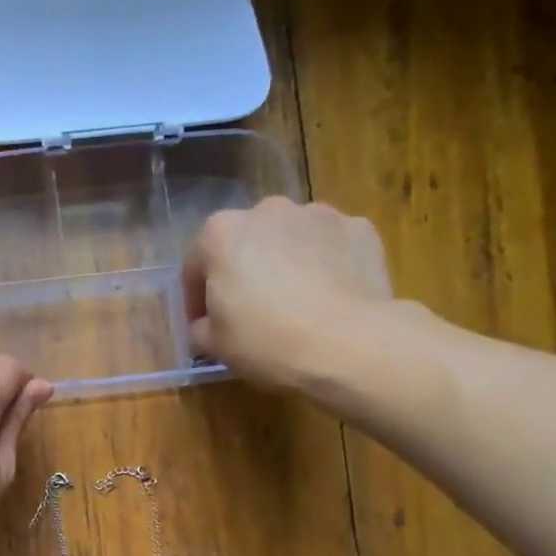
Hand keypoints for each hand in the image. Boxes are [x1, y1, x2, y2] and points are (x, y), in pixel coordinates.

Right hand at [182, 197, 395, 390]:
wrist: (348, 344)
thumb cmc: (266, 341)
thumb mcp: (214, 345)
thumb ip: (201, 327)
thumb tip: (208, 324)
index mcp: (221, 233)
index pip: (196, 264)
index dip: (196, 298)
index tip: (203, 325)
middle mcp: (267, 210)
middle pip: (246, 242)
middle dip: (244, 271)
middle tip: (250, 311)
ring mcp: (318, 214)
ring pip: (290, 240)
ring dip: (285, 264)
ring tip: (295, 304)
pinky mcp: (359, 228)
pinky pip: (330, 247)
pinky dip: (325, 265)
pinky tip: (329, 299)